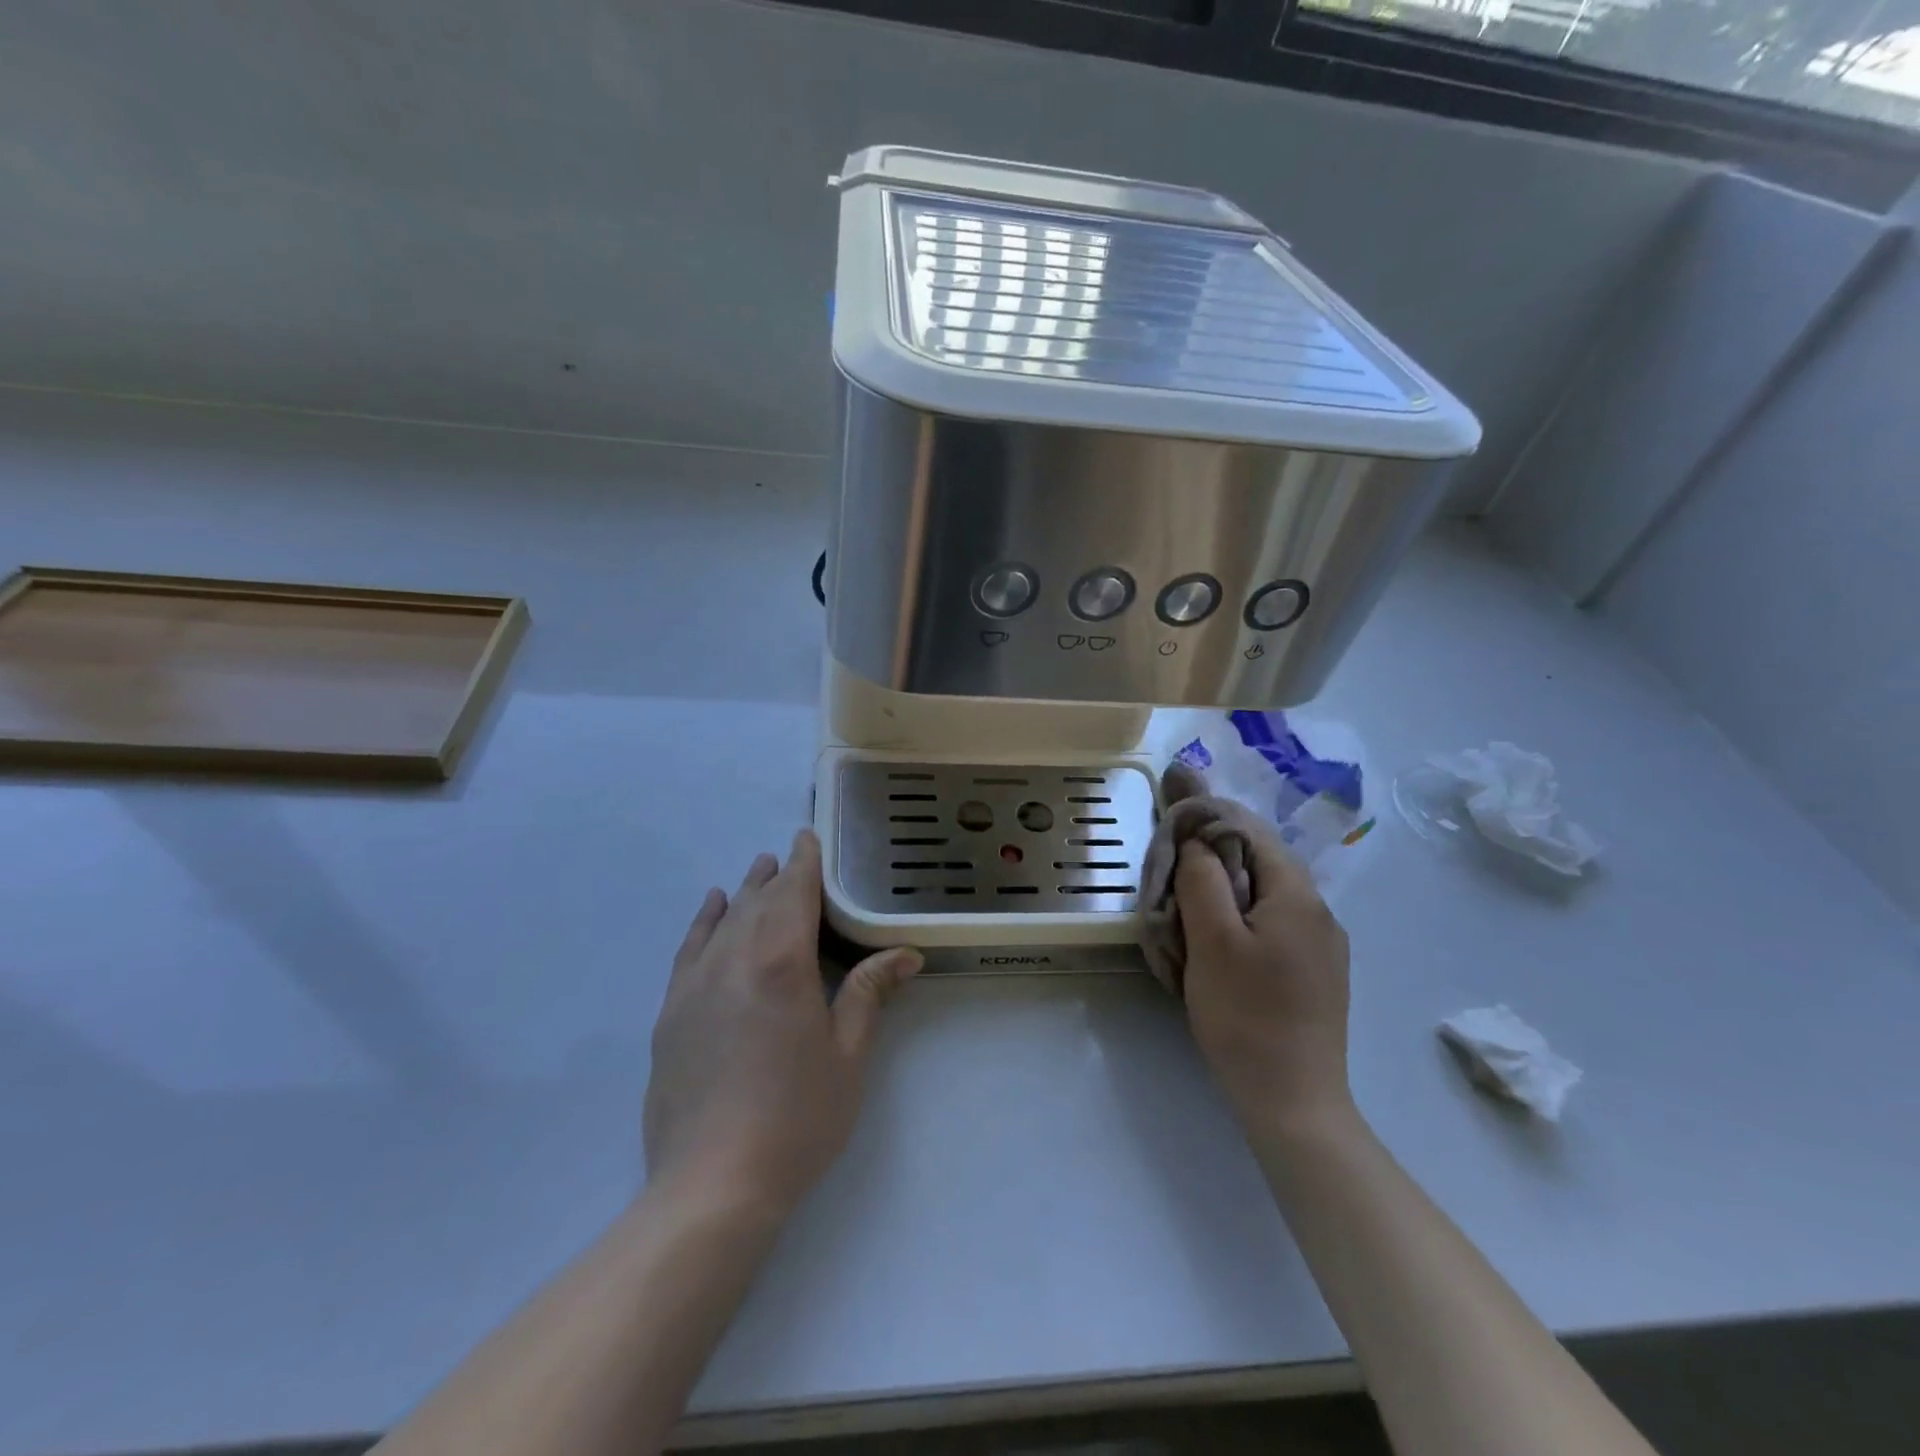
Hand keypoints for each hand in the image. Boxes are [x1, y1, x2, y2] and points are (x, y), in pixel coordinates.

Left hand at [643, 829, 922, 1219]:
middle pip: (758, 901)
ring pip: (724, 919)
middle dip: (776, 875)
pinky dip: (703, 921)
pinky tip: (712, 907)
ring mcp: (695, 984)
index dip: (803, 862)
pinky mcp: (670, 1012)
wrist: (713, 1185)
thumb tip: (906, 954)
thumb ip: (869, 993)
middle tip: (790, 855)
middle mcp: (734, 959)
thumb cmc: (797, 1117)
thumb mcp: (848, 1054)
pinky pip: (689, 949)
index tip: (807, 838)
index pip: (793, 893)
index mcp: (782, 962)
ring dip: (744, 892)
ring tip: (757, 871)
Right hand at [1174, 808, 1353, 1139]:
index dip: (1210, 817)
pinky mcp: (1317, 973)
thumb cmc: (1245, 1015)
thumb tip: (1199, 839)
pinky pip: (1275, 922)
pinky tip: (1219, 937)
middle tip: (1172, 861)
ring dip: (1227, 885)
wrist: (1294, 1102)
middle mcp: (1320, 912)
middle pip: (1262, 859)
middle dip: (1216, 852)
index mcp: (1298, 895)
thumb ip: (1202, 878)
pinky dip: (1243, 914)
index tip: (1171, 814)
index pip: (1251, 831)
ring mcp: (1323, 945)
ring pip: (1267, 892)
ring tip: (1188, 899)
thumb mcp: (1211, 940)